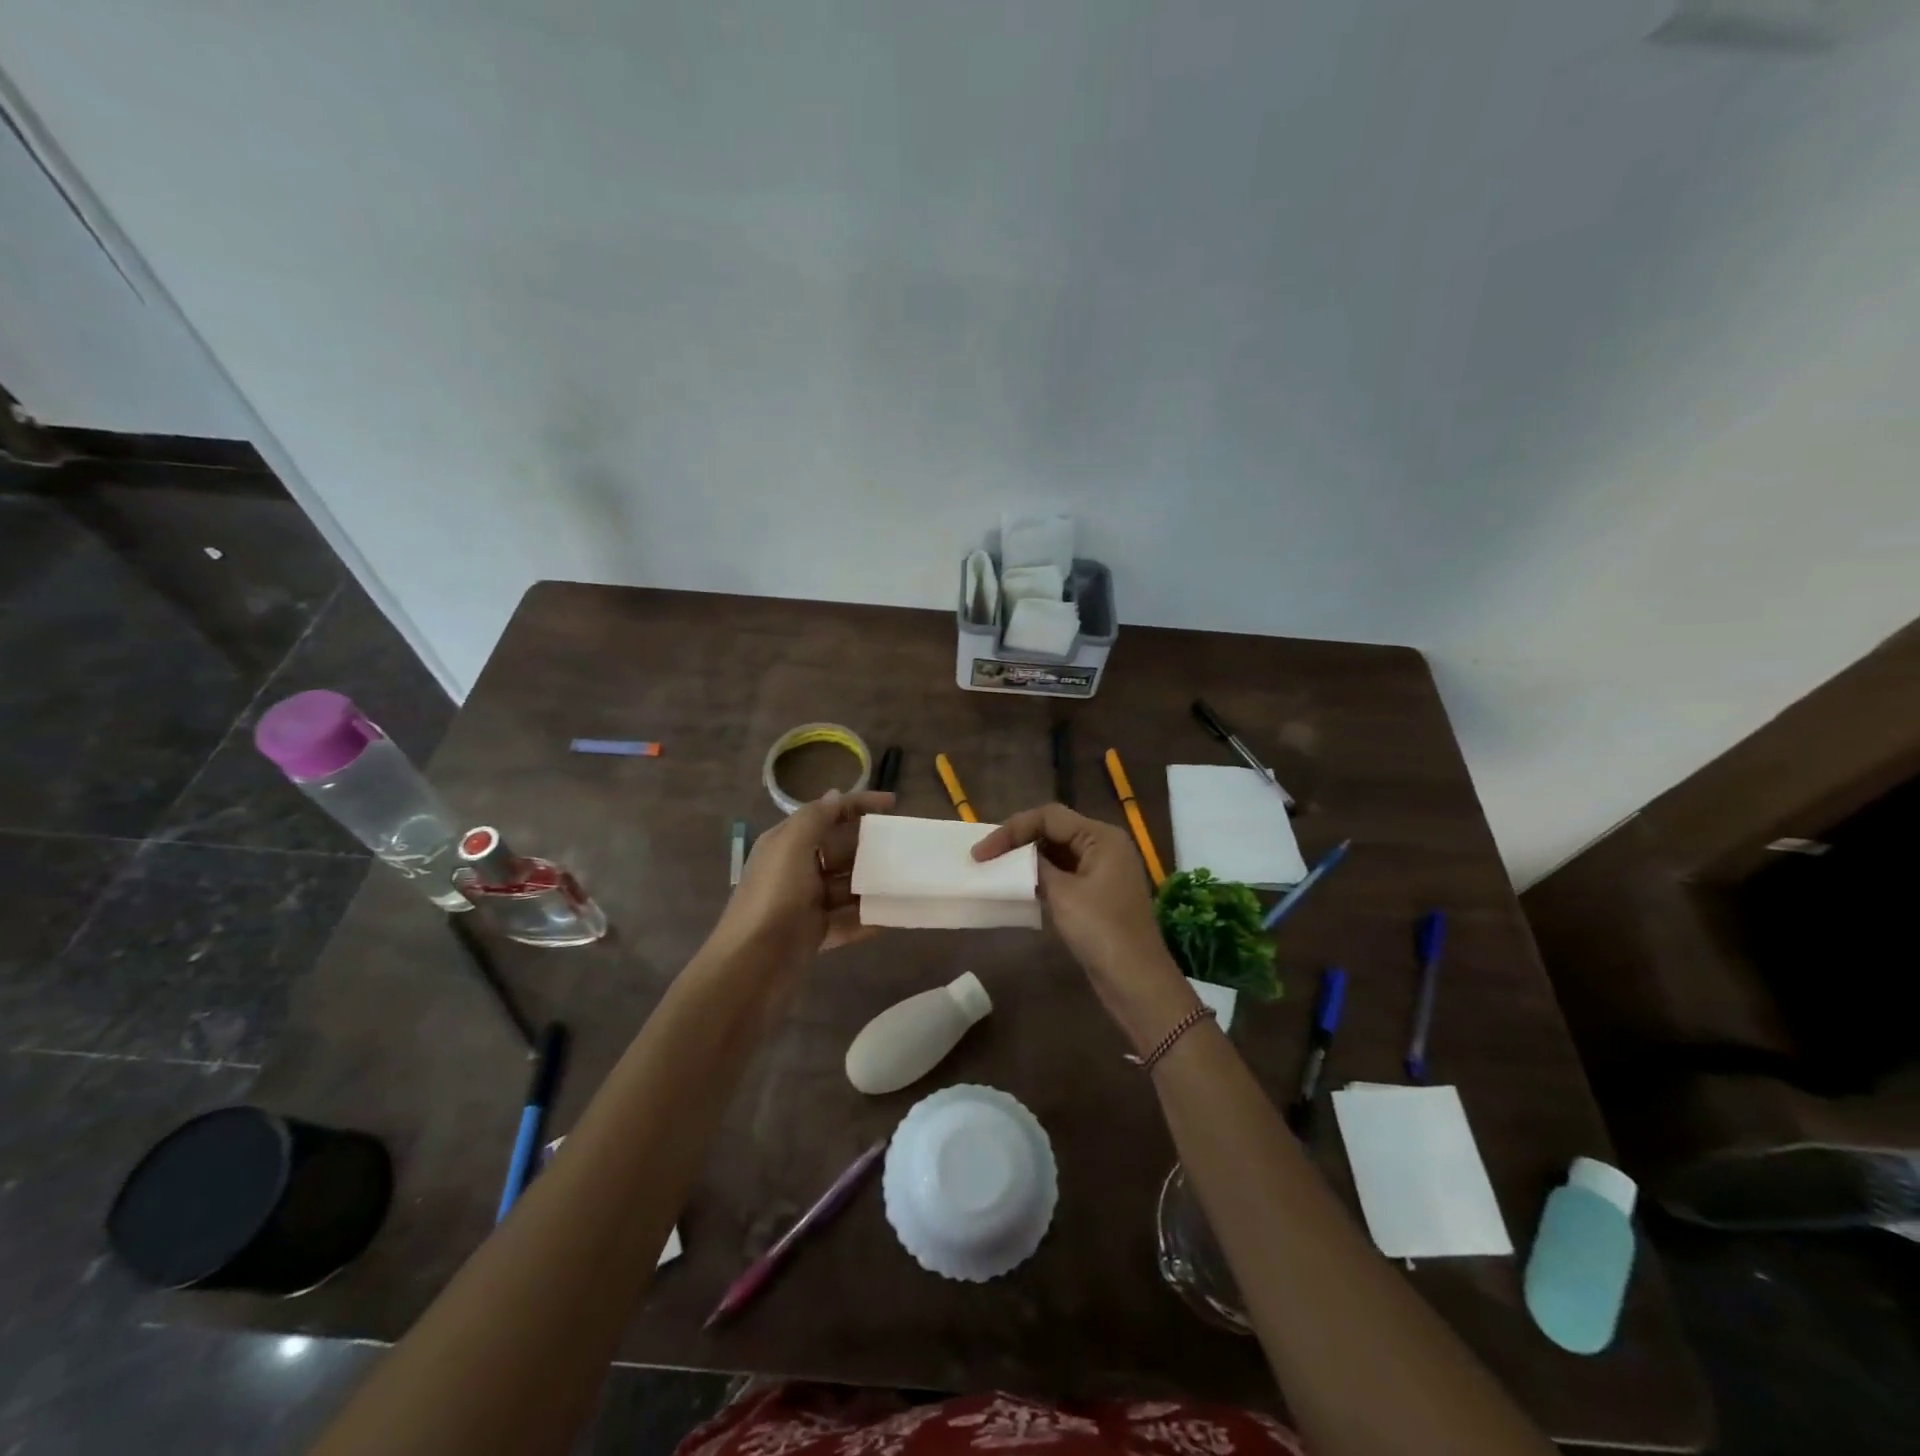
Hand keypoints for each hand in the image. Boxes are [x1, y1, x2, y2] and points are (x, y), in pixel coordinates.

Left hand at [720, 789, 894, 954]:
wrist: (751, 967)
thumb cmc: (774, 898)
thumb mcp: (791, 847)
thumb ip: (815, 818)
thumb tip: (836, 796)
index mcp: (786, 844)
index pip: (826, 814)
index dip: (858, 805)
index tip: (894, 805)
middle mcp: (795, 869)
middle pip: (840, 849)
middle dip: (870, 846)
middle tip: (904, 847)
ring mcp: (805, 903)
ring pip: (847, 886)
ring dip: (872, 883)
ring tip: (905, 880)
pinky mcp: (815, 934)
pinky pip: (848, 920)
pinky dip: (868, 917)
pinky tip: (893, 915)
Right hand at [973, 803, 1196, 1047]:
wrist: (1136, 981)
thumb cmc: (1101, 931)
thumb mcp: (1063, 894)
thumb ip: (1035, 867)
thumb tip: (1016, 856)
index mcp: (1102, 837)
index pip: (1049, 817)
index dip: (1012, 830)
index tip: (981, 853)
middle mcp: (1105, 846)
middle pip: (1053, 830)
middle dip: (1018, 841)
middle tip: (984, 858)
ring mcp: (1102, 871)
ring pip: (1057, 852)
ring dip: (1026, 860)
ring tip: (995, 870)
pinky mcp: (1097, 894)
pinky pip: (1063, 874)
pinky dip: (1040, 877)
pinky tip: (1018, 888)